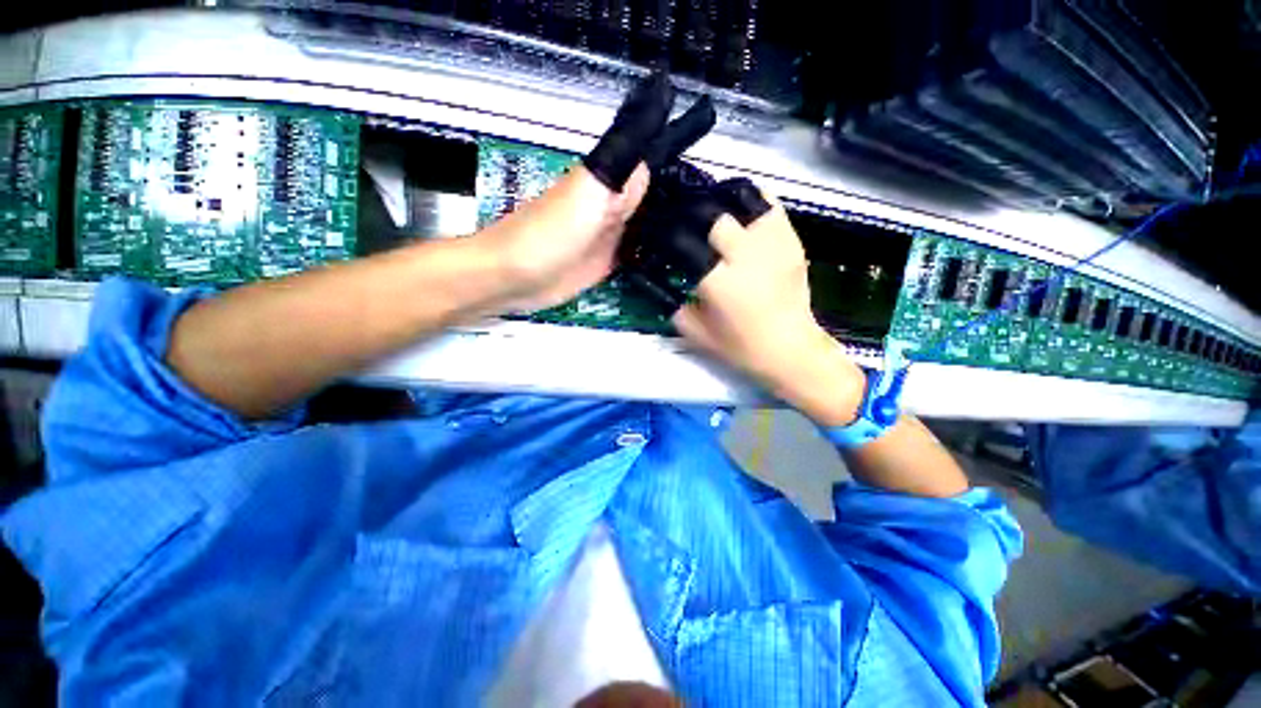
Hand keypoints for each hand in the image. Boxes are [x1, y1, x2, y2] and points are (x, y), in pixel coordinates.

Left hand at [474, 72, 717, 313]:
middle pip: (656, 197)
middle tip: (716, 210)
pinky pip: (639, 254)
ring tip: (706, 233)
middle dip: (684, 199)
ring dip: (673, 227)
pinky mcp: (610, 263)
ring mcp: (613, 237)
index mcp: (611, 183)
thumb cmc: (545, 235)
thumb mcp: (585, 196)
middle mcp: (615, 207)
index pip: (651, 164)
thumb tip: (651, 163)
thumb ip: (619, 180)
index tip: (712, 165)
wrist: (517, 277)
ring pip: (650, 225)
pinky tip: (678, 258)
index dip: (679, 160)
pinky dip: (657, 253)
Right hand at [672, 197, 867, 425]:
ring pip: (744, 201)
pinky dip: (751, 202)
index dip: (669, 234)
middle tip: (688, 224)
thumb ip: (673, 306)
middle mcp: (746, 256)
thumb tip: (660, 281)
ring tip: (713, 214)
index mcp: (719, 282)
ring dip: (723, 204)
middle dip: (696, 217)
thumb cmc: (741, 347)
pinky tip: (740, 214)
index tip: (662, 235)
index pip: (685, 241)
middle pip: (714, 216)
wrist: (791, 349)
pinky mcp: (791, 241)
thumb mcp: (697, 333)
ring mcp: (773, 244)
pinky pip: (769, 205)